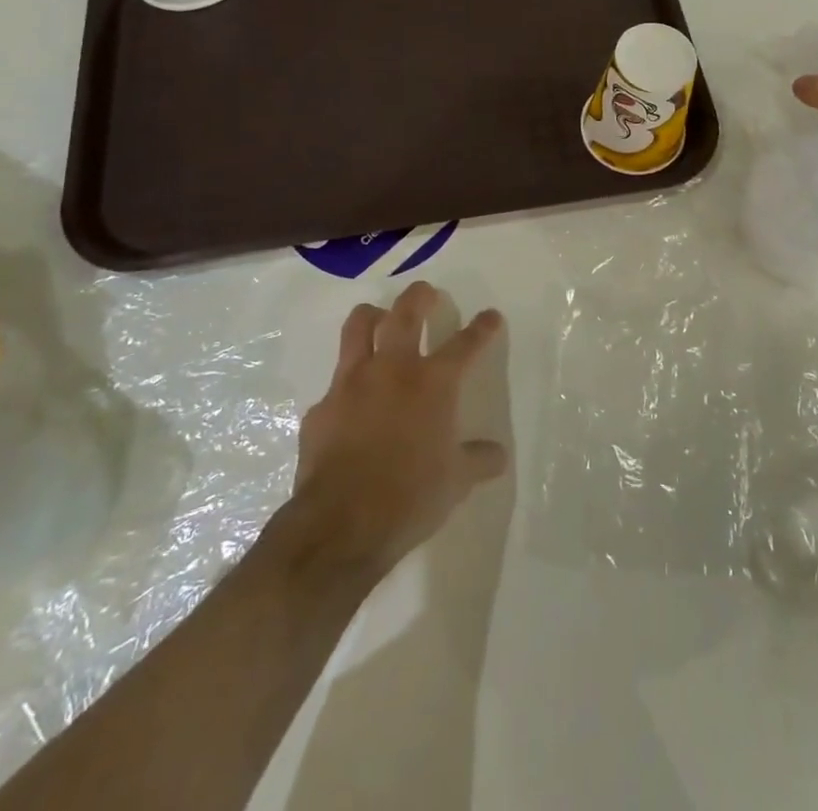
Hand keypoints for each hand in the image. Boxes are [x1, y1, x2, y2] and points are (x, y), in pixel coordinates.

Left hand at [289, 281, 507, 580]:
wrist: (340, 525)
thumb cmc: (410, 497)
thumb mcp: (456, 482)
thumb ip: (477, 460)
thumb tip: (497, 455)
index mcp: (433, 383)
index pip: (465, 344)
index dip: (481, 327)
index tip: (490, 316)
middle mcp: (393, 370)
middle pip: (406, 313)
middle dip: (420, 296)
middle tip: (426, 293)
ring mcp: (351, 383)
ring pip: (359, 327)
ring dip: (373, 316)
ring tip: (380, 317)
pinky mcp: (321, 407)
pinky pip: (335, 383)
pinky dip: (347, 383)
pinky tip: (351, 401)